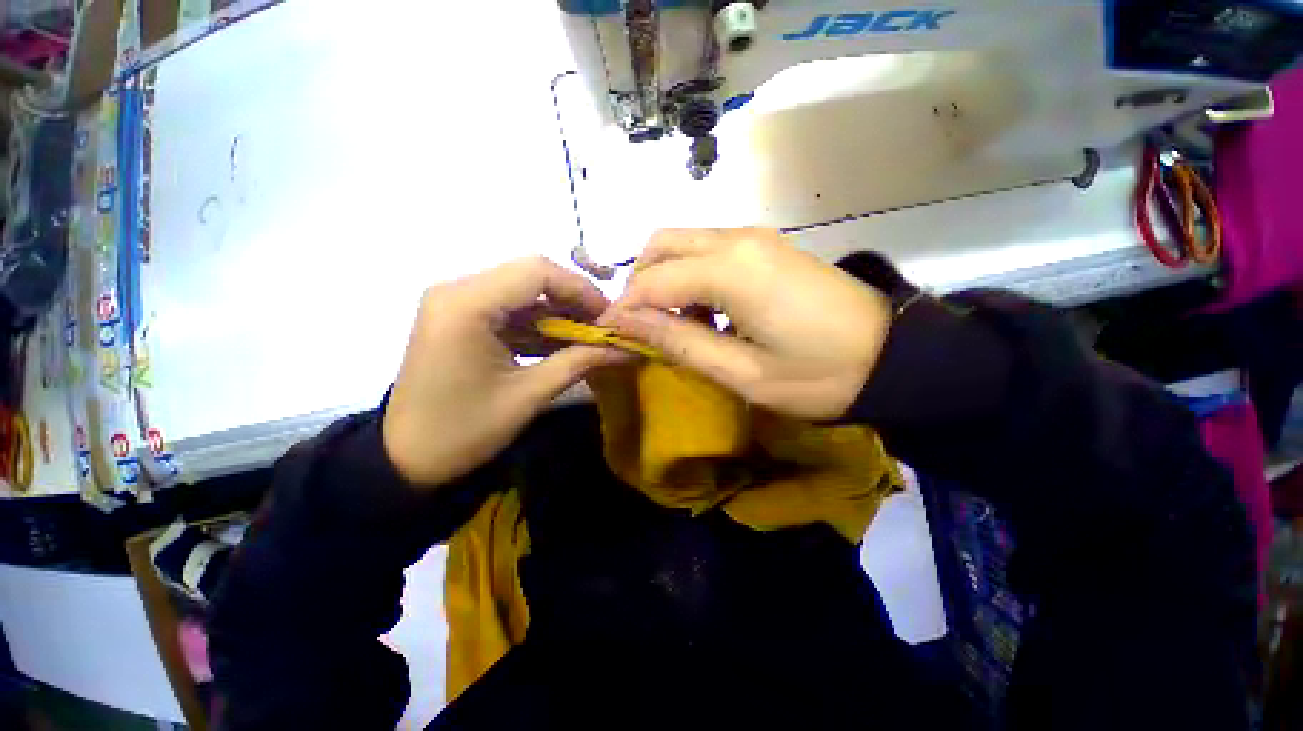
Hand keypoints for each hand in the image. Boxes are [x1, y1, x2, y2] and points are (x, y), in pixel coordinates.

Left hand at [383, 257, 621, 486]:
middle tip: (603, 328)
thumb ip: (580, 362)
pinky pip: (510, 310)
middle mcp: (457, 290)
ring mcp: (456, 303)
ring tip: (590, 338)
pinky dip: (540, 325)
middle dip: (573, 301)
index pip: (537, 272)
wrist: (405, 459)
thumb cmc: (464, 431)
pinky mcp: (460, 318)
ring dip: (559, 313)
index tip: (610, 318)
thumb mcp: (529, 396)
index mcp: (466, 305)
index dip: (581, 290)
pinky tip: (563, 345)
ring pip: (524, 292)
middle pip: (531, 276)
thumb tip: (626, 348)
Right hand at [605, 229, 890, 419]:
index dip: (625, 307)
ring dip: (666, 278)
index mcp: (732, 270)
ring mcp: (756, 238)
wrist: (894, 356)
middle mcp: (738, 239)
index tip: (609, 334)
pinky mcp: (767, 246)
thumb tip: (627, 323)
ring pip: (684, 243)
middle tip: (644, 326)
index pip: (654, 280)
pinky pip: (710, 250)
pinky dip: (691, 275)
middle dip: (640, 282)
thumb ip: (680, 342)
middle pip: (662, 244)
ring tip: (676, 324)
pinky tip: (707, 310)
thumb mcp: (743, 373)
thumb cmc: (819, 375)